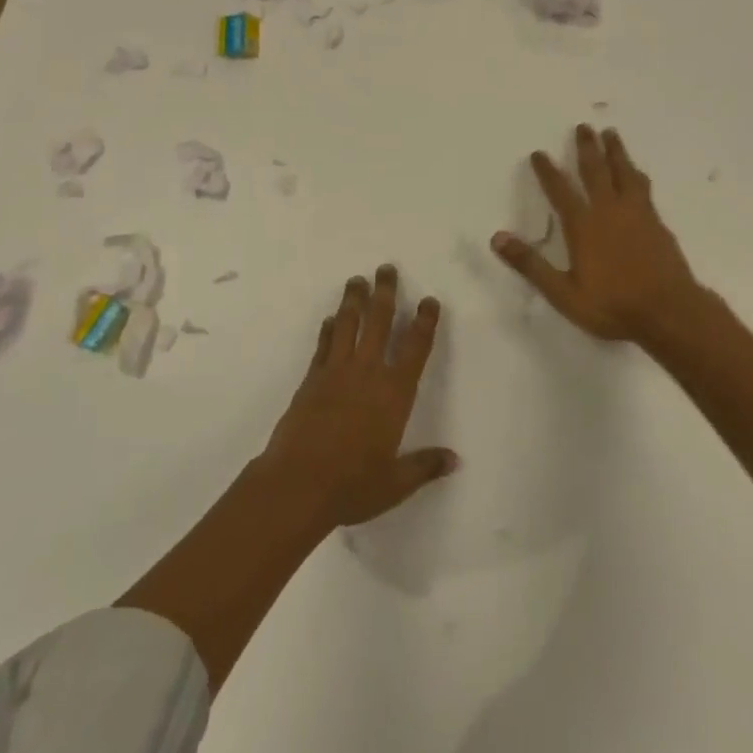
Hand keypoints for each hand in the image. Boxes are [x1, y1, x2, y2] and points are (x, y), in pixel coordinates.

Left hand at [259, 265, 457, 527]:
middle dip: (385, 293)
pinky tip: (330, 318)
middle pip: (379, 322)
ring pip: (348, 325)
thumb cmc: (352, 484)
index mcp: (394, 393)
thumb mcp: (395, 482)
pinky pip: (323, 345)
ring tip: (357, 280)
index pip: (415, 348)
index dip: (424, 322)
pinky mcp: (311, 380)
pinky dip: (328, 329)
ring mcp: (336, 372)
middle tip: (386, 269)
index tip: (429, 300)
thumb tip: (455, 460)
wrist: (298, 484)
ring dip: (354, 300)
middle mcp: (367, 373)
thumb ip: (425, 466)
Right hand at [491, 125, 702, 343]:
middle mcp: (609, 211)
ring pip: (624, 173)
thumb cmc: (612, 305)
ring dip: (616, 152)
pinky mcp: (657, 222)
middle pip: (596, 171)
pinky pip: (643, 187)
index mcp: (584, 226)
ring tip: (611, 133)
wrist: (669, 311)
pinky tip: (637, 173)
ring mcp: (637, 214)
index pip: (560, 191)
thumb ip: (531, 265)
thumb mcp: (563, 293)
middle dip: (587, 148)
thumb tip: (497, 238)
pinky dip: (636, 174)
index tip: (539, 153)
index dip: (547, 172)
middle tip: (583, 126)